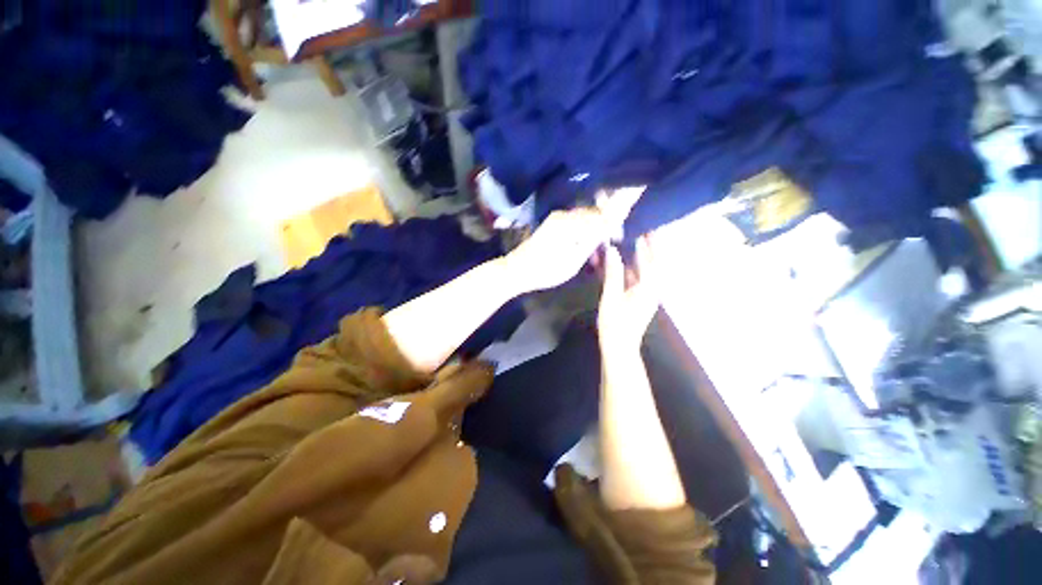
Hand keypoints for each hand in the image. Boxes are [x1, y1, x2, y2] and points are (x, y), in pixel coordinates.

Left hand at [504, 189, 642, 292]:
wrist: (517, 270)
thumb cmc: (545, 271)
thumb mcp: (572, 261)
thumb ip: (590, 242)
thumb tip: (607, 227)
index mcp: (570, 223)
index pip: (601, 216)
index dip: (617, 216)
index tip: (632, 212)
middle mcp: (564, 215)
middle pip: (594, 213)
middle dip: (608, 220)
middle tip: (620, 233)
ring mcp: (557, 218)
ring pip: (585, 217)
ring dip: (597, 225)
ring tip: (608, 238)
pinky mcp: (553, 223)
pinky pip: (576, 221)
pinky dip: (586, 228)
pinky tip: (591, 239)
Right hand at [597, 237, 658, 352]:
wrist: (620, 348)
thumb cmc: (615, 323)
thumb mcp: (611, 297)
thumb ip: (613, 273)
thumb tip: (612, 251)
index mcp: (646, 289)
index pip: (649, 262)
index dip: (646, 247)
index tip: (644, 231)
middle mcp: (651, 290)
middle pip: (653, 265)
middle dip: (650, 249)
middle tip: (647, 232)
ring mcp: (646, 296)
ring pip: (646, 273)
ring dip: (642, 259)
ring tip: (637, 244)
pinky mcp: (640, 301)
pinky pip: (639, 281)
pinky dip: (634, 270)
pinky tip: (626, 265)